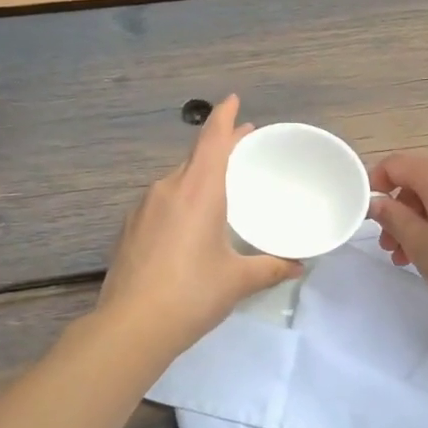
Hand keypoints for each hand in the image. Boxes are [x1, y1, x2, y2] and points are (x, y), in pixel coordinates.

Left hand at [98, 96, 300, 354]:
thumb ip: (271, 267)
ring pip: (176, 181)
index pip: (212, 139)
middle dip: (219, 150)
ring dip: (198, 178)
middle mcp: (167, 189)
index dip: (225, 117)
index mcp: (198, 190)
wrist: (131, 327)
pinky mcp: (128, 229)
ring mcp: (142, 208)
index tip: (234, 100)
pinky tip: (187, 227)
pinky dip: (179, 202)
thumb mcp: (238, 280)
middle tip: (243, 152)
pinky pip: (160, 203)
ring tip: (218, 193)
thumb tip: (298, 265)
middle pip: (195, 157)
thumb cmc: (192, 294)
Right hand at [368, 152, 427, 315]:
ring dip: (415, 222)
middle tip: (387, 245)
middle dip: (396, 210)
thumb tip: (377, 202)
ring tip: (406, 257)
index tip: (366, 212)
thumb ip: (392, 217)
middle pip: (416, 181)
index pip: (395, 164)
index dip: (375, 183)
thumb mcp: (417, 241)